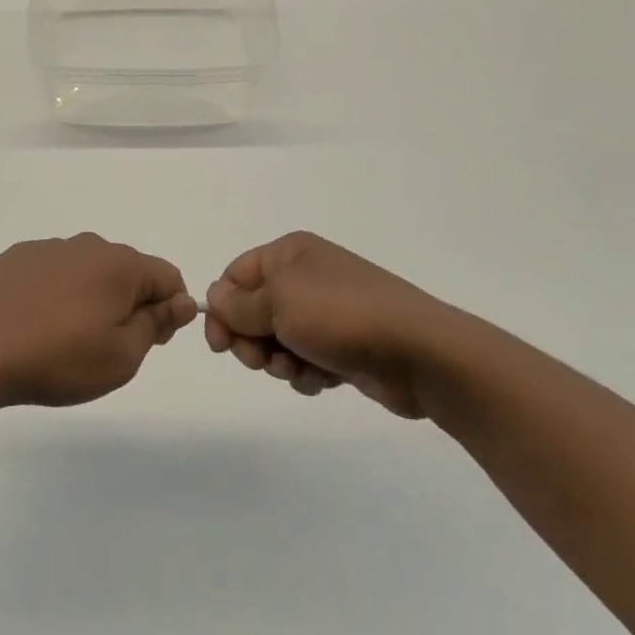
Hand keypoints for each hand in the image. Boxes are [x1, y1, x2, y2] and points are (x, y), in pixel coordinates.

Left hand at [0, 234, 198, 408]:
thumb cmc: (59, 359)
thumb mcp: (122, 356)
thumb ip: (157, 323)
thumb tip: (183, 300)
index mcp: (119, 265)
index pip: (168, 276)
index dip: (169, 310)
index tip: (148, 340)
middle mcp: (87, 245)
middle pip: (128, 270)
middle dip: (130, 303)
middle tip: (106, 346)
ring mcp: (48, 248)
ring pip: (89, 270)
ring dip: (91, 296)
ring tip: (65, 337)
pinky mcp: (16, 257)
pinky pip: (54, 271)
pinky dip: (57, 292)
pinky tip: (36, 322)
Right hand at [204, 231, 468, 416]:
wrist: (420, 353)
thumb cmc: (341, 316)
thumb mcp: (279, 303)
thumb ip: (239, 304)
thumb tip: (214, 297)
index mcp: (290, 254)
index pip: (235, 276)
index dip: (222, 309)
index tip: (219, 345)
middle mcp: (306, 278)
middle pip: (253, 311)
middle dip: (251, 340)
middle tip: (261, 361)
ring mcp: (327, 313)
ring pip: (277, 340)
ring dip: (279, 361)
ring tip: (299, 369)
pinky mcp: (342, 346)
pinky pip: (305, 359)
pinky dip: (306, 373)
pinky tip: (323, 380)